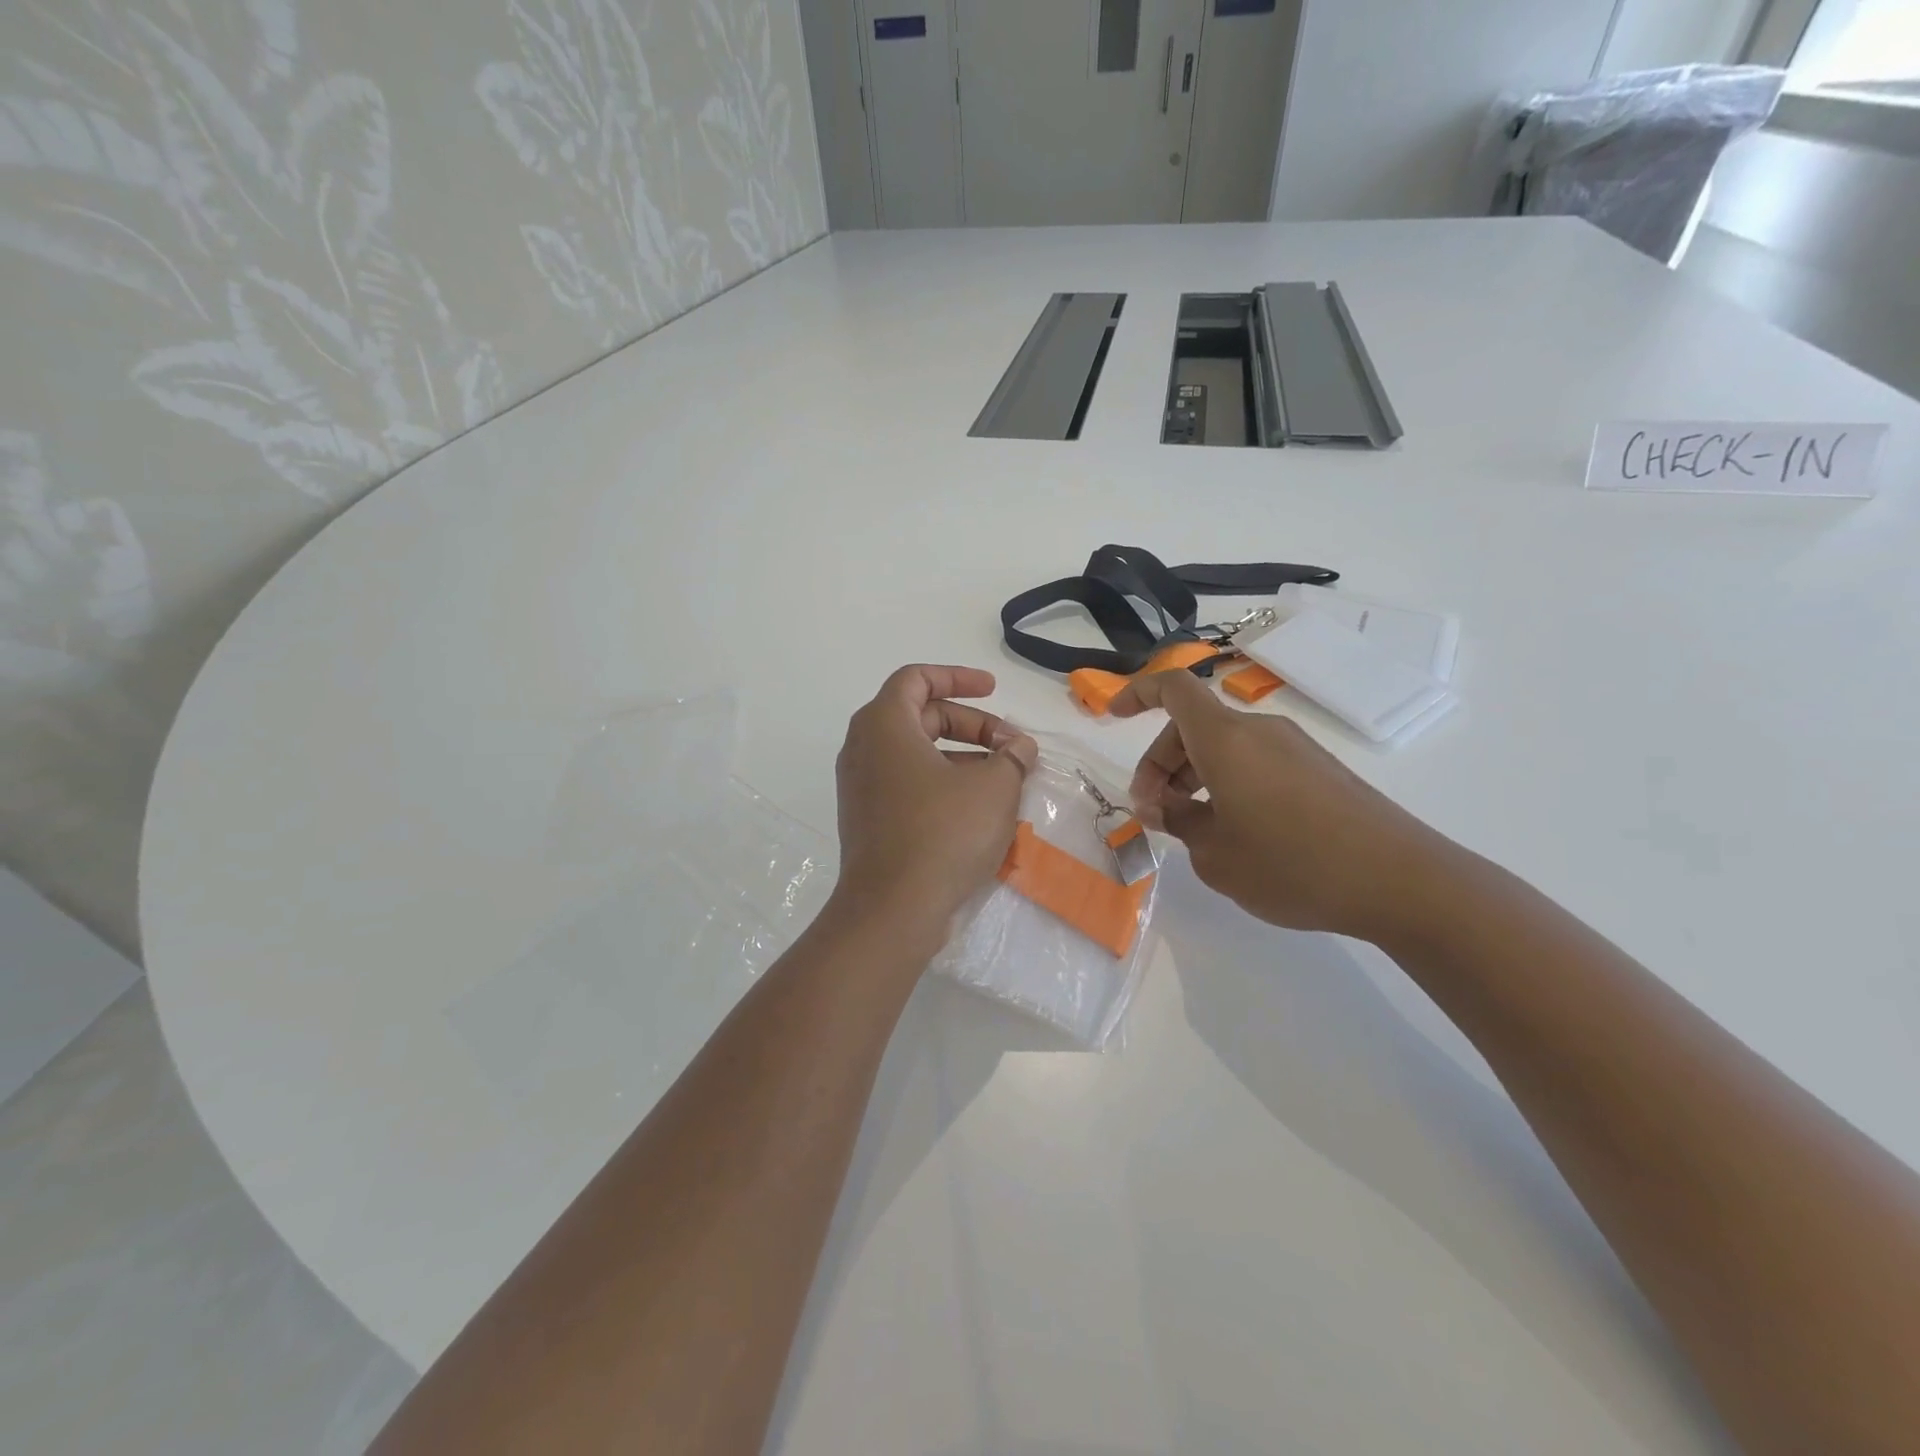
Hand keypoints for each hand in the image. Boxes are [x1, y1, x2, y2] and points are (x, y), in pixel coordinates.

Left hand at [833, 665, 1038, 929]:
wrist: (893, 910)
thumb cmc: (943, 833)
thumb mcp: (994, 787)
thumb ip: (1012, 756)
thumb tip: (1020, 747)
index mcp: (884, 725)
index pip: (917, 678)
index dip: (958, 677)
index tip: (993, 689)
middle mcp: (864, 749)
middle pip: (921, 716)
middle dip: (972, 725)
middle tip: (1012, 747)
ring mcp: (862, 788)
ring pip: (917, 755)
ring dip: (963, 758)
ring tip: (1005, 780)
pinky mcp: (868, 821)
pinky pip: (909, 785)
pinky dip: (943, 785)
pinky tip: (979, 810)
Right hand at [1110, 669, 1456, 939]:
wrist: (1402, 881)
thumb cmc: (1293, 864)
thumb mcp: (1216, 855)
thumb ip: (1179, 823)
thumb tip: (1165, 808)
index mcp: (1226, 740)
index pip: (1173, 688)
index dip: (1136, 693)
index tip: (1113, 717)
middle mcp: (1259, 732)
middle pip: (1193, 727)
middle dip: (1161, 764)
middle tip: (1154, 815)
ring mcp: (1294, 749)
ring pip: (1224, 748)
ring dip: (1194, 778)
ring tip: (1193, 831)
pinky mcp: (1319, 771)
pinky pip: (1256, 763)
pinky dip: (1229, 785)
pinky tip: (1237, 833)